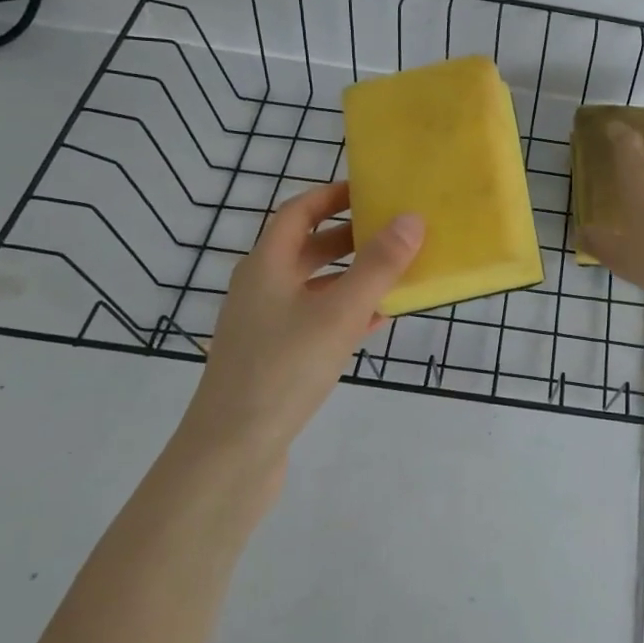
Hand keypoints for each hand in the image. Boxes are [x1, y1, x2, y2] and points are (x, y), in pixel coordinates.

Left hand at [183, 181, 422, 463]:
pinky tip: (377, 322)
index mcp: (266, 265)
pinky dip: (345, 312)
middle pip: (307, 248)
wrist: (232, 452)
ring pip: (314, 286)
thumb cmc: (283, 369)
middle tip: (394, 230)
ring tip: (395, 273)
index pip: (298, 212)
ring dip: (352, 276)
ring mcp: (265, 325)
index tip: (372, 190)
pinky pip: (315, 320)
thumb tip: (411, 218)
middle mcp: (261, 288)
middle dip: (350, 236)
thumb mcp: (339, 313)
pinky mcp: (274, 358)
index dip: (332, 195)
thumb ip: (378, 266)